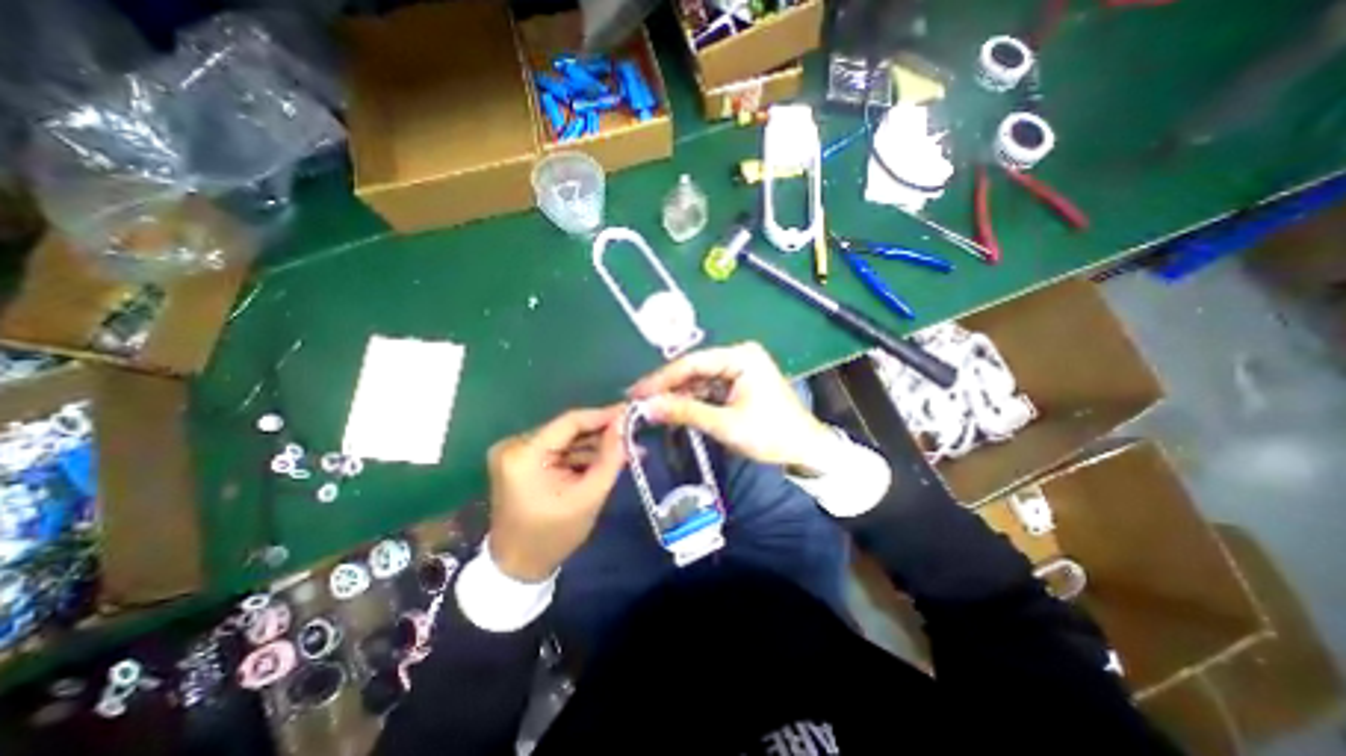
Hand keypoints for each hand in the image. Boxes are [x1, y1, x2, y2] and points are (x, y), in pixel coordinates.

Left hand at [488, 404, 627, 581]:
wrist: (517, 566)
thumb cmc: (553, 536)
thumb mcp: (589, 497)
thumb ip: (610, 458)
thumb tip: (625, 424)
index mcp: (524, 455)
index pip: (570, 422)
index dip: (603, 415)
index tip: (630, 412)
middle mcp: (514, 446)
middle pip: (568, 430)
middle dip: (603, 433)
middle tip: (634, 434)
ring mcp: (516, 452)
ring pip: (566, 440)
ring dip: (595, 445)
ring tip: (628, 449)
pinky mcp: (521, 460)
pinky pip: (558, 450)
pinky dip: (581, 455)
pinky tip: (606, 458)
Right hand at [629, 339, 832, 469]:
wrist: (806, 450)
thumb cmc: (770, 434)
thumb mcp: (725, 424)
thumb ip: (685, 412)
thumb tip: (646, 407)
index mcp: (740, 356)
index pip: (692, 363)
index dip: (661, 378)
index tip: (636, 392)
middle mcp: (739, 356)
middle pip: (694, 369)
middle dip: (668, 387)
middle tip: (638, 400)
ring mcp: (739, 370)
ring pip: (699, 380)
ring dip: (678, 395)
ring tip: (650, 407)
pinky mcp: (738, 384)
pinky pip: (708, 389)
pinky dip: (692, 401)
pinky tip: (673, 409)